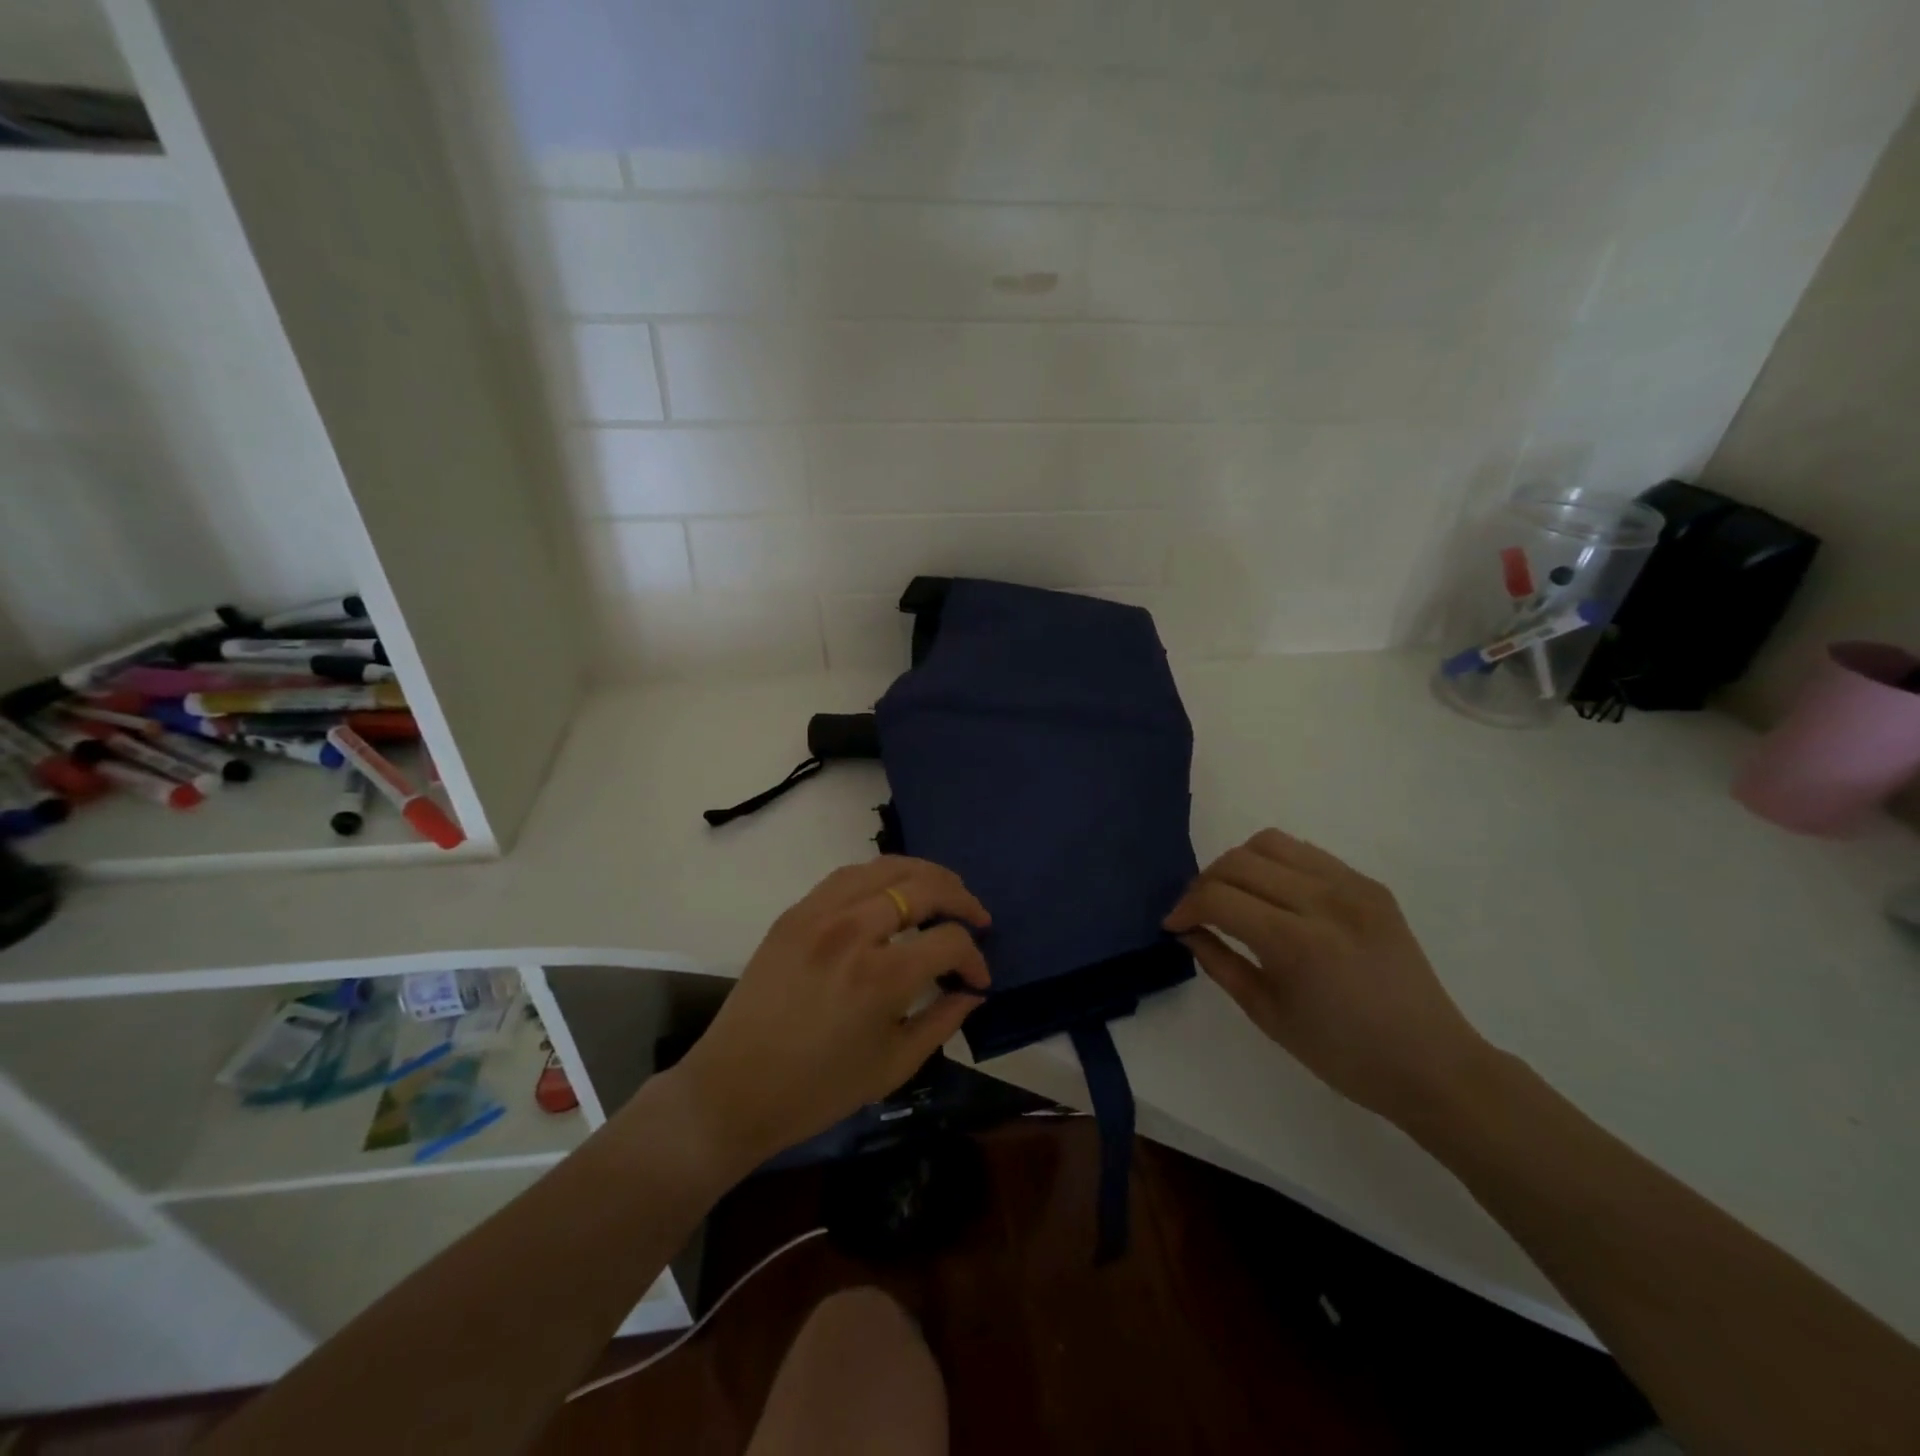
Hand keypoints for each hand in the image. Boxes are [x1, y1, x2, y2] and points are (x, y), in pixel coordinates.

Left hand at [673, 857, 990, 1167]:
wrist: (734, 1089)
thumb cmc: (818, 1090)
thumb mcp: (894, 1066)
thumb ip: (942, 1021)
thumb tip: (972, 991)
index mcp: (881, 976)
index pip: (948, 941)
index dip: (974, 957)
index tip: (978, 978)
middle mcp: (853, 931)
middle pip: (923, 887)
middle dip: (961, 898)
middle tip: (977, 916)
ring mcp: (819, 914)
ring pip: (885, 867)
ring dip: (924, 874)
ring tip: (945, 889)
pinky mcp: (794, 913)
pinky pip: (847, 875)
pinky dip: (880, 874)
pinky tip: (893, 889)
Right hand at [1164, 829, 1490, 1126]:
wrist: (1433, 1064)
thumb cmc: (1344, 1055)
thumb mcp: (1268, 1016)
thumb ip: (1220, 964)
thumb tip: (1187, 931)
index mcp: (1298, 944)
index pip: (1219, 897)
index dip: (1185, 907)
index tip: (1173, 925)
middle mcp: (1325, 901)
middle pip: (1239, 861)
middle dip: (1204, 882)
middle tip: (1197, 912)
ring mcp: (1352, 887)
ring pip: (1270, 843)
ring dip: (1238, 865)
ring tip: (1234, 896)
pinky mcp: (1370, 885)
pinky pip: (1306, 854)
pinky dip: (1276, 865)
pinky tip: (1275, 897)